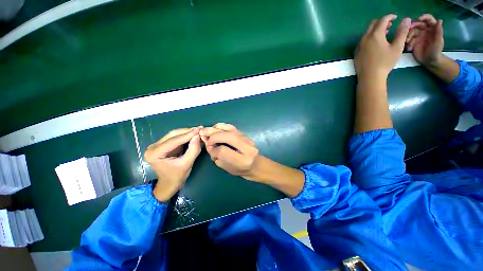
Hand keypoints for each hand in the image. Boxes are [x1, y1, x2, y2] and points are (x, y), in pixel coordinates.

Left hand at [144, 127, 201, 201]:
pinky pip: (175, 137)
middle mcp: (153, 147)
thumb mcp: (187, 164)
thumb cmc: (177, 177)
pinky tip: (193, 134)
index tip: (199, 129)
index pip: (174, 141)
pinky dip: (185, 136)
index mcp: (155, 154)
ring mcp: (157, 145)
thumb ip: (193, 150)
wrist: (169, 184)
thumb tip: (198, 136)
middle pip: (173, 135)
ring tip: (198, 130)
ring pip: (174, 134)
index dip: (188, 134)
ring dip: (187, 132)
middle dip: (188, 131)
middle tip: (200, 128)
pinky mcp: (163, 145)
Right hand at [200, 123, 259, 180]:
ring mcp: (247, 138)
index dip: (213, 150)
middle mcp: (247, 147)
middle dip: (213, 136)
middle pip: (227, 136)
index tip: (210, 151)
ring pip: (229, 129)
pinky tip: (215, 128)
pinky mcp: (245, 134)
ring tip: (207, 131)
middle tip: (203, 136)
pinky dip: (221, 126)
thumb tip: (208, 143)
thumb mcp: (227, 168)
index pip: (223, 151)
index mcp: (243, 160)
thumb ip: (217, 156)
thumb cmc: (241, 170)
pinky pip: (231, 127)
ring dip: (215, 128)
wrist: (256, 165)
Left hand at [355, 14, 410, 80]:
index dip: (390, 17)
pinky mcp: (356, 52)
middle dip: (382, 22)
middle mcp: (365, 38)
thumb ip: (402, 32)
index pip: (382, 20)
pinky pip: (363, 40)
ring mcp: (359, 46)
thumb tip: (406, 20)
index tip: (395, 17)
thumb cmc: (385, 62)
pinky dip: (370, 37)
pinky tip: (376, 43)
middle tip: (391, 25)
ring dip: (376, 29)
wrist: (370, 77)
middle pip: (373, 24)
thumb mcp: (397, 47)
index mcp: (375, 35)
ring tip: (385, 33)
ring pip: (367, 32)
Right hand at [405, 14, 443, 66]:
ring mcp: (418, 36)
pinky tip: (409, 48)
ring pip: (411, 31)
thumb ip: (439, 31)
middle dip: (412, 26)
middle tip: (407, 31)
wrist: (430, 61)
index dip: (423, 17)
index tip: (418, 20)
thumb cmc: (436, 51)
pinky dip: (407, 43)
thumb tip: (439, 20)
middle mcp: (425, 30)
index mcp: (432, 28)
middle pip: (417, 24)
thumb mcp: (438, 41)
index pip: (428, 19)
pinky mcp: (413, 41)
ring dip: (408, 36)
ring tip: (408, 43)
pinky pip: (408, 39)